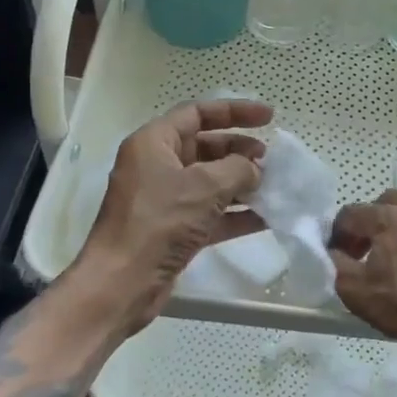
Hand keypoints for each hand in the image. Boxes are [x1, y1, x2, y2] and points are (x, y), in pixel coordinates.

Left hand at [75, 99, 273, 329]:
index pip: (198, 113)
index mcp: (154, 143)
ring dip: (242, 183)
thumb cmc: (158, 223)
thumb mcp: (204, 187)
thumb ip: (238, 169)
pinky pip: (210, 213)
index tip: (269, 117)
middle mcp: (157, 166)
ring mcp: (165, 200)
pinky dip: (236, 213)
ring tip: (275, 187)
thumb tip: (255, 170)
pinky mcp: (173, 230)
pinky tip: (267, 217)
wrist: (121, 284)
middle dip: (240, 151)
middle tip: (271, 160)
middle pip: (206, 147)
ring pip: (211, 182)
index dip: (235, 111)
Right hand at [329, 190, 396, 362]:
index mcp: (389, 216)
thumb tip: (334, 252)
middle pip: (383, 204)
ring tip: (394, 257)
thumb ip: (336, 264)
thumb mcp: (356, 291)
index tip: (337, 255)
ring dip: (396, 227)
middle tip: (364, 251)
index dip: (338, 233)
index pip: (351, 213)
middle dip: (369, 223)